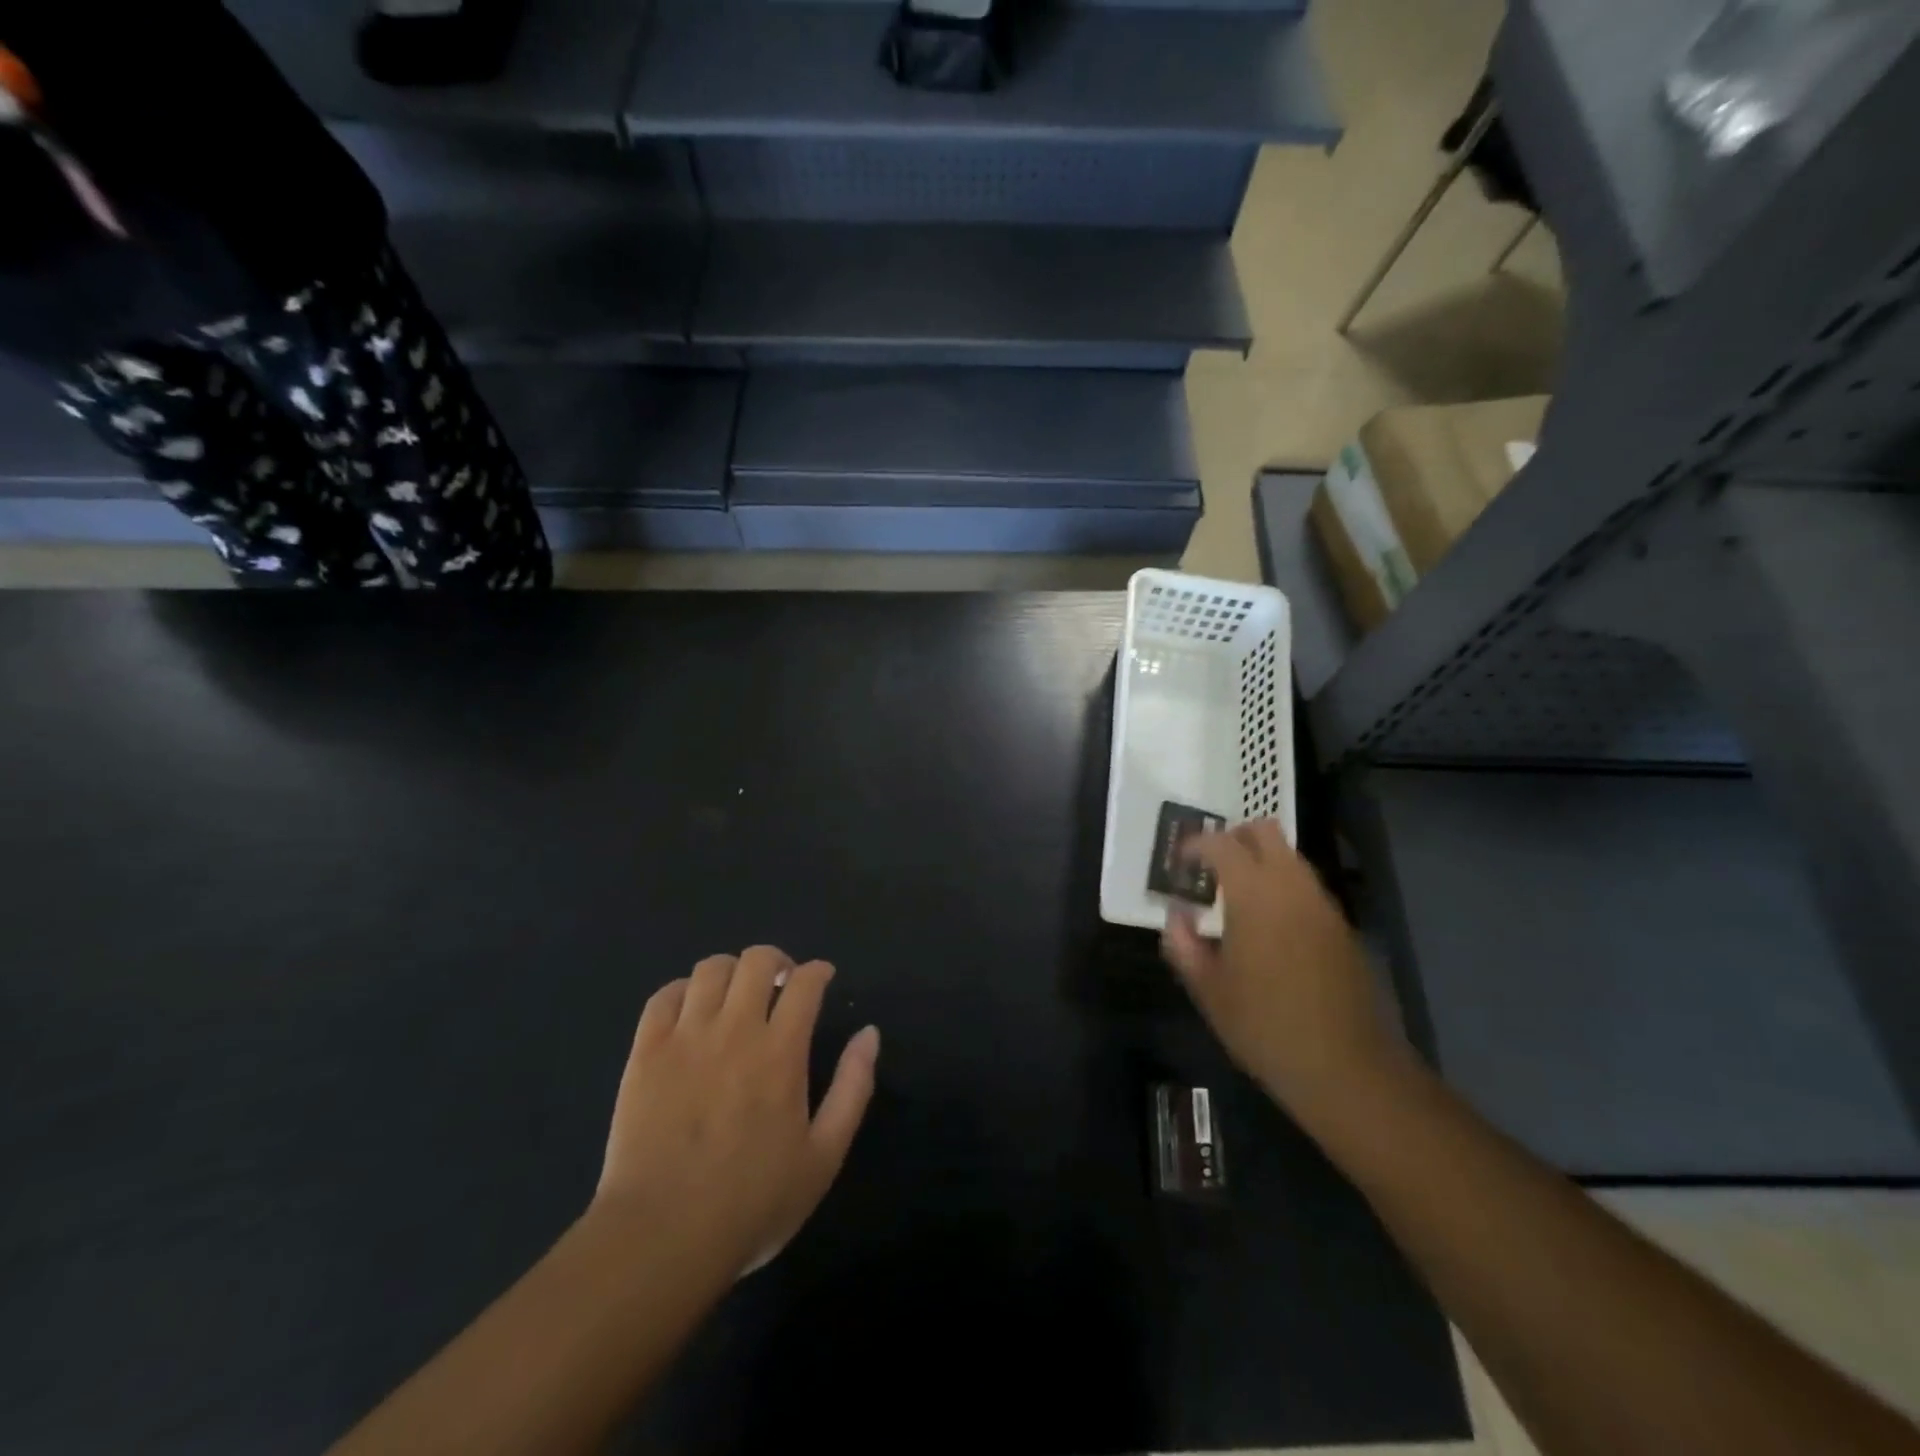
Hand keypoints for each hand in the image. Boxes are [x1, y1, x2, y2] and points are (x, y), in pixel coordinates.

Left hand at [593, 946, 879, 1279]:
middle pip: (757, 960)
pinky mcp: (646, 1053)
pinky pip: (664, 996)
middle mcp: (735, 1030)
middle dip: (776, 961)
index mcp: (781, 1051)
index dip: (818, 971)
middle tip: (781, 984)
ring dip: (732, 972)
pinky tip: (692, 1011)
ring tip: (736, 996)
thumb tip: (869, 1033)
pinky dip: (684, 991)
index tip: (823, 978)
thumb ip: (853, 1087)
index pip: (805, 982)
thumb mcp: (824, 1156)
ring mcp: (686, 1037)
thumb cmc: (752, 1203)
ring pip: (710, 969)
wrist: (661, 1237)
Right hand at [1161, 821, 1409, 1123]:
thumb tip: (1176, 916)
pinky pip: (1307, 888)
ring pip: (1291, 857)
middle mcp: (1292, 887)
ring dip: (1262, 862)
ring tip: (1237, 897)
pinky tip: (1269, 926)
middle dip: (1234, 838)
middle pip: (1266, 832)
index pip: (1221, 844)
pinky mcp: (1343, 928)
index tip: (1180, 864)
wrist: (1348, 1069)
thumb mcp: (1209, 990)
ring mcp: (1323, 906)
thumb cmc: (1265, 1027)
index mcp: (1254, 895)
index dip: (1195, 846)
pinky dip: (1283, 888)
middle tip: (1211, 867)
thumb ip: (1184, 944)